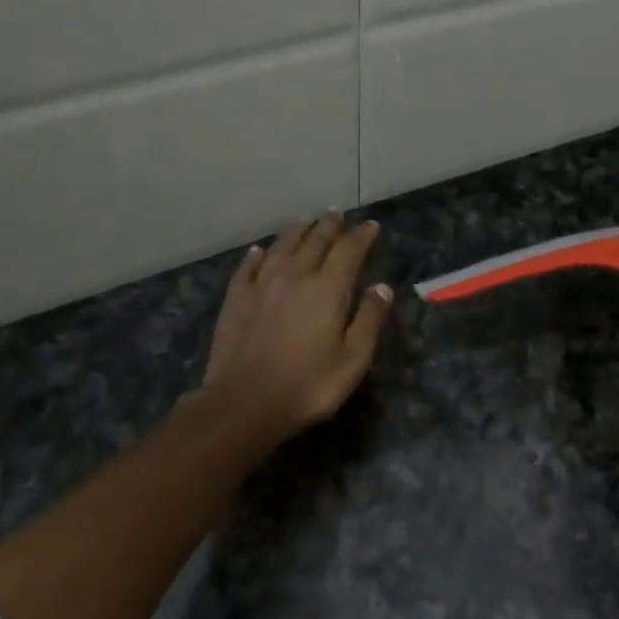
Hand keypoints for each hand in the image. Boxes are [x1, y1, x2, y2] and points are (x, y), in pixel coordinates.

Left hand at [198, 214, 392, 443]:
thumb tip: (382, 287)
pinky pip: (249, 266)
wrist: (244, 403)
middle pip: (315, 240)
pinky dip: (259, 254)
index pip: (349, 250)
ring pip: (282, 246)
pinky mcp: (236, 298)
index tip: (371, 226)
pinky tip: (260, 251)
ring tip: (305, 222)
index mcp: (328, 288)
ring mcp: (262, 284)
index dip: (362, 236)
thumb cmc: (308, 385)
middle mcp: (295, 275)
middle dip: (329, 226)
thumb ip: (369, 320)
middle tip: (337, 215)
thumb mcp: (353, 359)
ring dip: (297, 231)